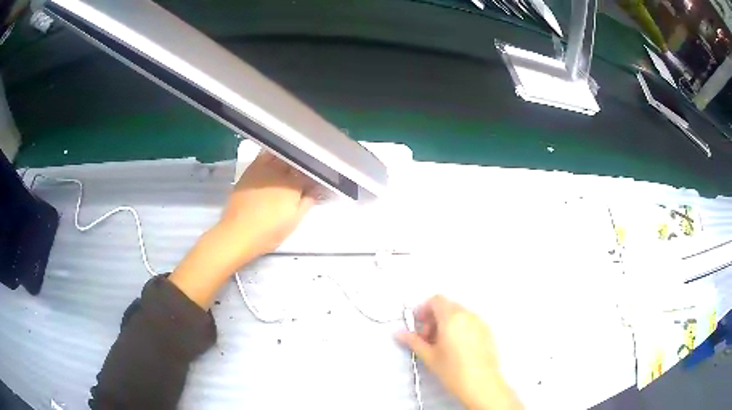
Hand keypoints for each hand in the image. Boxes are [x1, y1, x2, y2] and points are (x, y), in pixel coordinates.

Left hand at [170, 151, 316, 308]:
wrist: (238, 233)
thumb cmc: (269, 232)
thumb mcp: (295, 221)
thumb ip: (309, 201)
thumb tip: (318, 187)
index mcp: (294, 184)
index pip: (310, 173)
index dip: (315, 177)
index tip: (316, 181)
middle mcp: (280, 171)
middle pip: (295, 161)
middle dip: (302, 166)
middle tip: (304, 174)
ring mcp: (263, 168)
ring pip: (281, 155)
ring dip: (288, 159)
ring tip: (290, 167)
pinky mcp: (250, 170)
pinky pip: (264, 156)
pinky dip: (272, 156)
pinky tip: (273, 163)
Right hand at [397, 296, 521, 409]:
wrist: (481, 384)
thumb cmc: (453, 371)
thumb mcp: (429, 356)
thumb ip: (413, 341)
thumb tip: (399, 334)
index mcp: (451, 318)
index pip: (436, 300)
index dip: (424, 309)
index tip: (419, 325)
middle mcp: (468, 315)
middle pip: (448, 306)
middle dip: (435, 318)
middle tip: (428, 337)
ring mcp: (480, 322)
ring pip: (460, 314)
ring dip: (447, 323)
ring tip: (442, 345)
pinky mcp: (488, 331)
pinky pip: (471, 322)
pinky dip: (461, 328)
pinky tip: (456, 348)